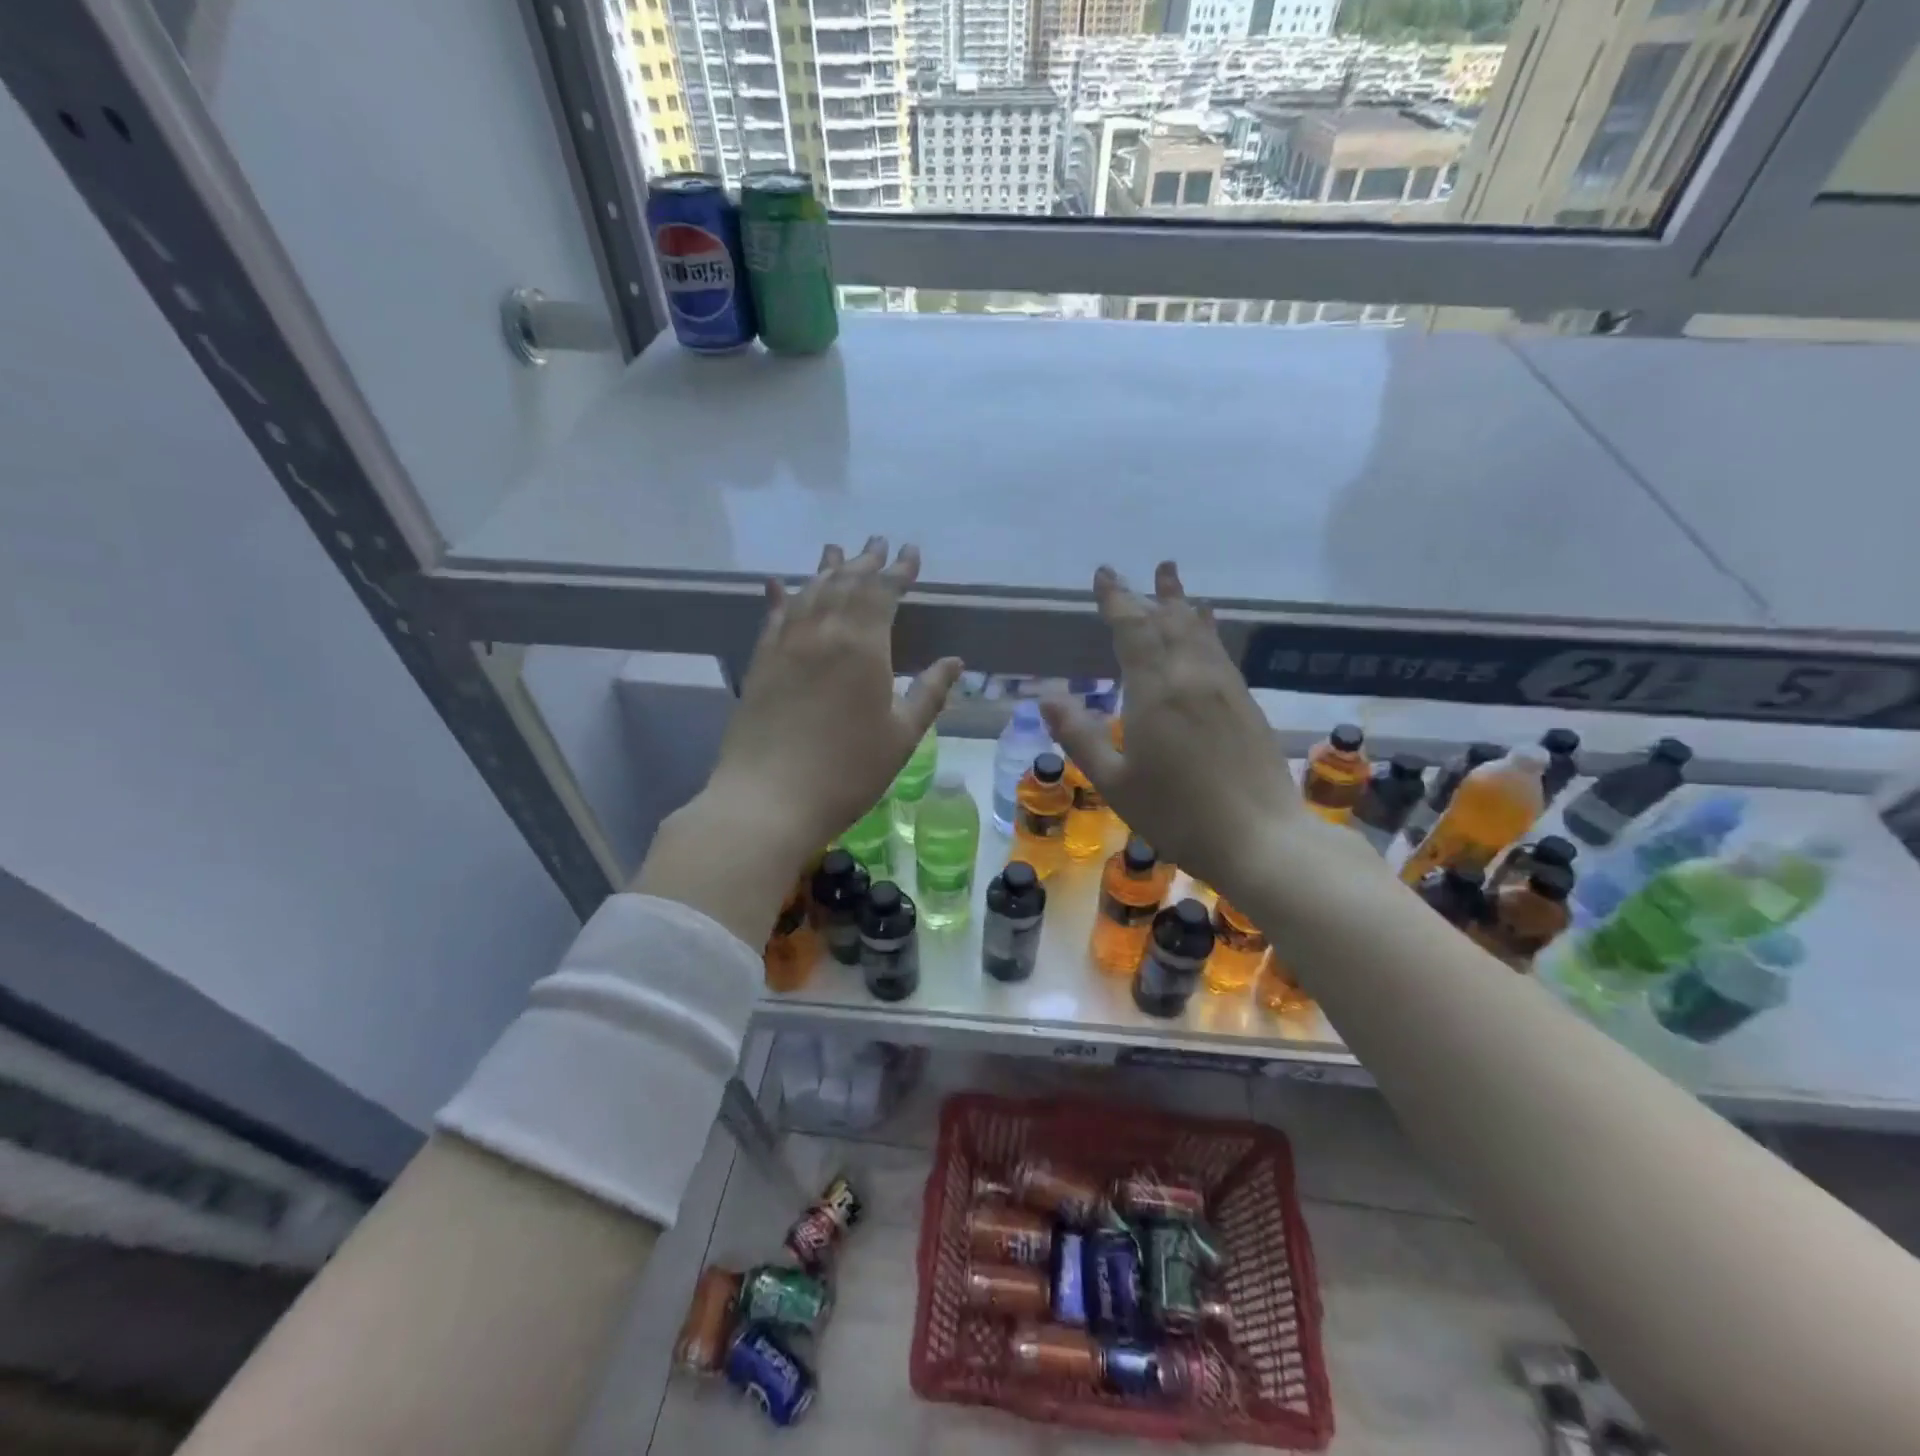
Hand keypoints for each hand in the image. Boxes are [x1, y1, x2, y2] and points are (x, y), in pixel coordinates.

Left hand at [704, 537, 962, 862]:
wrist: (769, 799)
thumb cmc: (847, 772)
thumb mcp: (901, 737)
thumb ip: (929, 694)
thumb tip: (953, 662)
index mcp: (863, 646)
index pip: (883, 592)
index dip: (899, 571)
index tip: (911, 553)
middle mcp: (822, 632)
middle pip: (845, 583)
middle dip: (865, 561)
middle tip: (878, 542)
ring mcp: (785, 645)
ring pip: (808, 592)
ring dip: (826, 569)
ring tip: (837, 551)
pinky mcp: (760, 663)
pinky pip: (772, 617)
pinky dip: (781, 596)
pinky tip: (778, 585)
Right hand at [1042, 562, 1305, 901]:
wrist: (1260, 838)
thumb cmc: (1177, 814)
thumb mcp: (1115, 782)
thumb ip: (1080, 736)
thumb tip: (1046, 697)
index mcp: (1156, 691)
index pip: (1133, 629)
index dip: (1117, 600)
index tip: (1105, 575)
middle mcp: (1192, 677)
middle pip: (1171, 622)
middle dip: (1154, 595)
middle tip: (1148, 569)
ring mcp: (1225, 688)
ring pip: (1201, 633)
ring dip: (1184, 605)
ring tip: (1175, 583)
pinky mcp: (1246, 705)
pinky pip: (1220, 652)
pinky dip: (1207, 632)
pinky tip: (1206, 632)